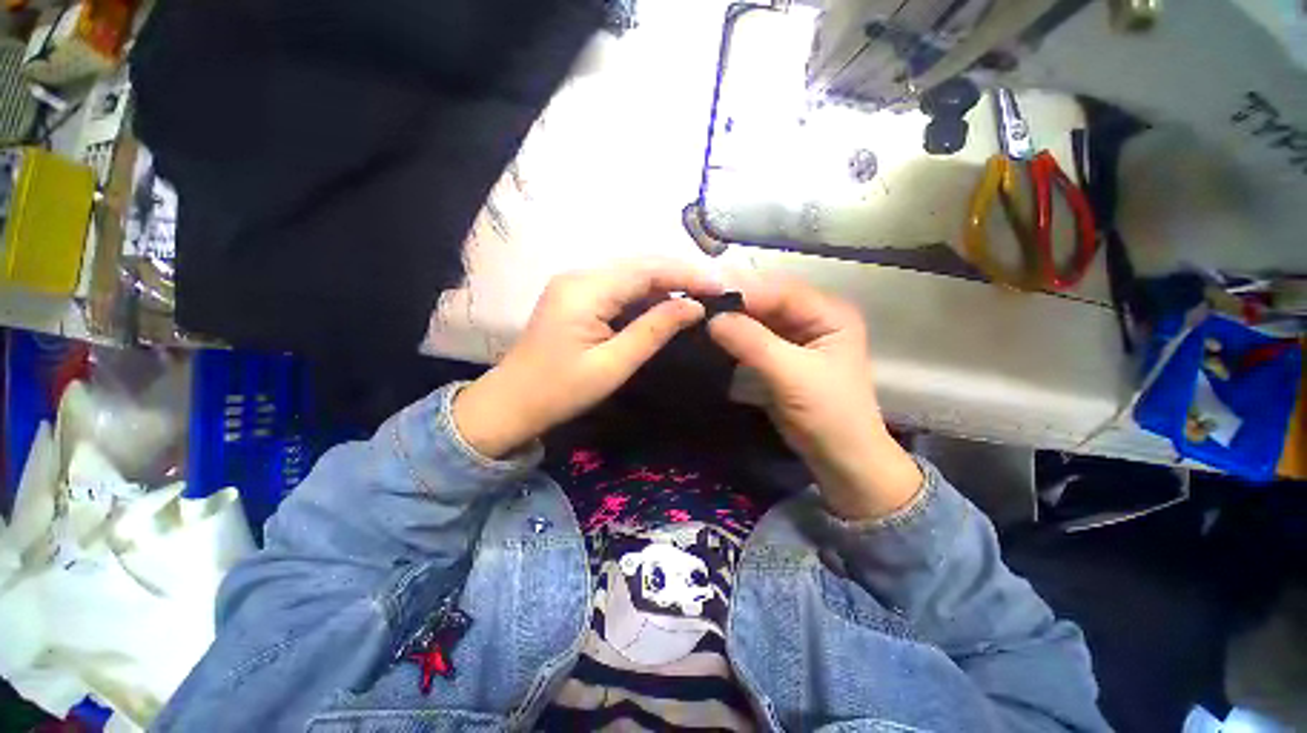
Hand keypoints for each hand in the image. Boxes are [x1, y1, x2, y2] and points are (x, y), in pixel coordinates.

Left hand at [454, 260, 721, 457]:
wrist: (512, 402)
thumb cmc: (561, 391)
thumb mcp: (613, 365)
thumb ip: (654, 331)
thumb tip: (694, 307)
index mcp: (585, 290)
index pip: (646, 270)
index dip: (686, 274)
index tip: (720, 287)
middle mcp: (579, 275)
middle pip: (639, 265)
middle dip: (679, 274)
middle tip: (715, 291)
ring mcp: (575, 283)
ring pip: (630, 273)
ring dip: (665, 283)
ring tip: (698, 296)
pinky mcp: (576, 296)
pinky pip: (618, 286)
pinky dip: (646, 293)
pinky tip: (665, 303)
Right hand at [708, 276, 921, 519]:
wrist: (841, 459)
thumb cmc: (828, 415)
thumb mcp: (791, 376)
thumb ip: (752, 343)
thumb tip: (713, 318)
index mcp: (830, 313)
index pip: (781, 292)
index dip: (744, 291)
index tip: (705, 293)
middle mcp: (815, 316)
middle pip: (768, 301)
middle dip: (735, 303)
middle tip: (696, 301)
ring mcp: (797, 336)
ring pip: (759, 318)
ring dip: (732, 319)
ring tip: (699, 313)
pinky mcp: (782, 354)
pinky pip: (754, 337)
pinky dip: (735, 336)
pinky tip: (713, 333)